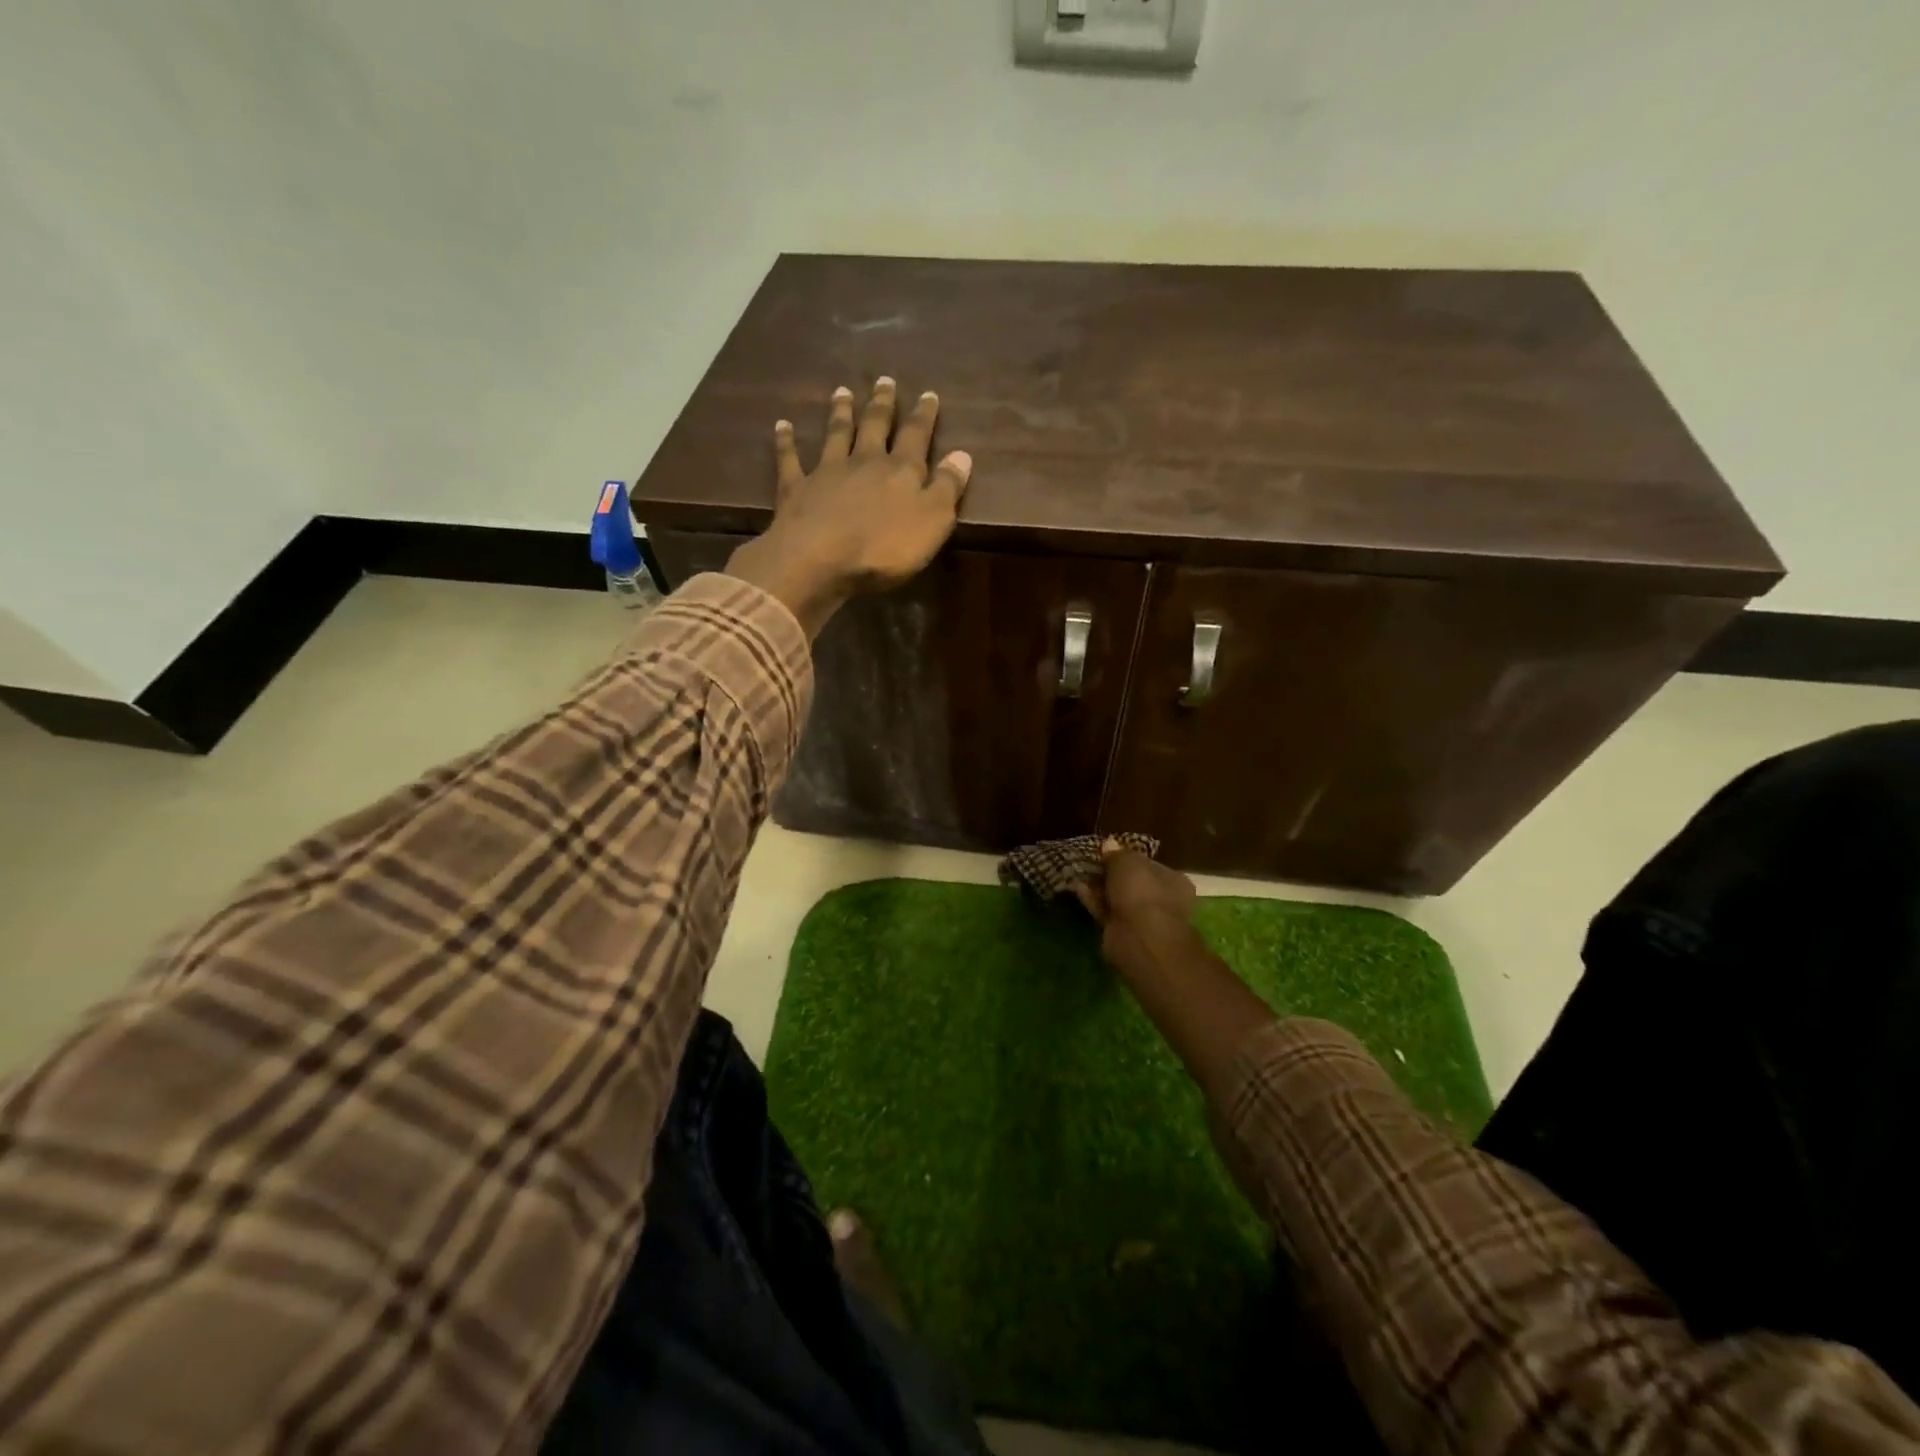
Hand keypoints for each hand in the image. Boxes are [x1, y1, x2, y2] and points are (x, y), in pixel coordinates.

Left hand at [726, 378, 972, 635]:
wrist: (820, 559)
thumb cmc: (884, 548)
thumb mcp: (932, 522)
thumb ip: (948, 488)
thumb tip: (963, 455)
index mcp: (901, 471)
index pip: (916, 436)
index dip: (923, 416)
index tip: (928, 394)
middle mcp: (864, 462)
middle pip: (874, 426)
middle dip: (882, 404)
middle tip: (884, 380)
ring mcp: (827, 472)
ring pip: (836, 435)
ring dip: (840, 413)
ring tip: (842, 392)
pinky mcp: (796, 489)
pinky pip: (790, 460)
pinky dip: (786, 441)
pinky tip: (782, 426)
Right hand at [1071, 838, 1198, 972]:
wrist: (1140, 937)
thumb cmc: (1142, 892)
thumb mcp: (1127, 862)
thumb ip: (1117, 853)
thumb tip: (1109, 843)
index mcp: (1173, 880)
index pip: (1149, 864)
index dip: (1128, 857)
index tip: (1108, 852)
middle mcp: (1162, 900)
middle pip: (1133, 883)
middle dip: (1111, 874)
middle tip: (1091, 862)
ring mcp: (1143, 919)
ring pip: (1118, 898)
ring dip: (1100, 887)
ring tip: (1080, 873)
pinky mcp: (1123, 933)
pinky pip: (1107, 912)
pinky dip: (1094, 900)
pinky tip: (1078, 888)